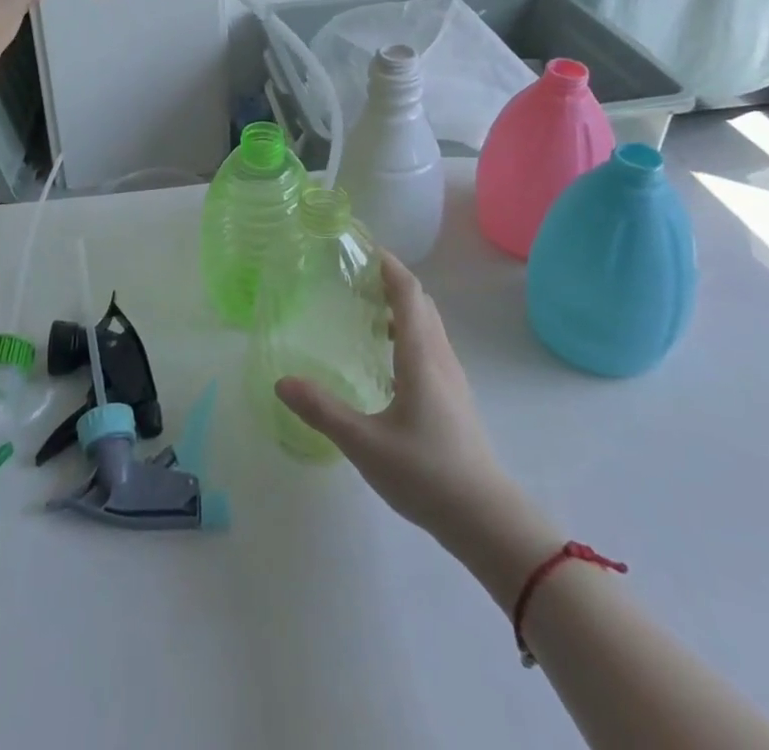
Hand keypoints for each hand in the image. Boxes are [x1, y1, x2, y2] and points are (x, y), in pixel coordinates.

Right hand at [276, 255, 515, 544]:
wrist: (486, 519)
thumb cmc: (426, 473)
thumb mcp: (365, 443)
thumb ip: (322, 410)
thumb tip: (282, 382)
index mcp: (421, 356)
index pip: (408, 293)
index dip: (389, 266)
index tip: (364, 249)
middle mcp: (440, 357)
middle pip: (421, 304)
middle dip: (392, 283)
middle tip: (355, 279)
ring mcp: (452, 378)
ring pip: (429, 326)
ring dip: (402, 309)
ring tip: (365, 314)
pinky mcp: (454, 398)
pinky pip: (431, 347)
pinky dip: (409, 334)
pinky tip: (386, 361)